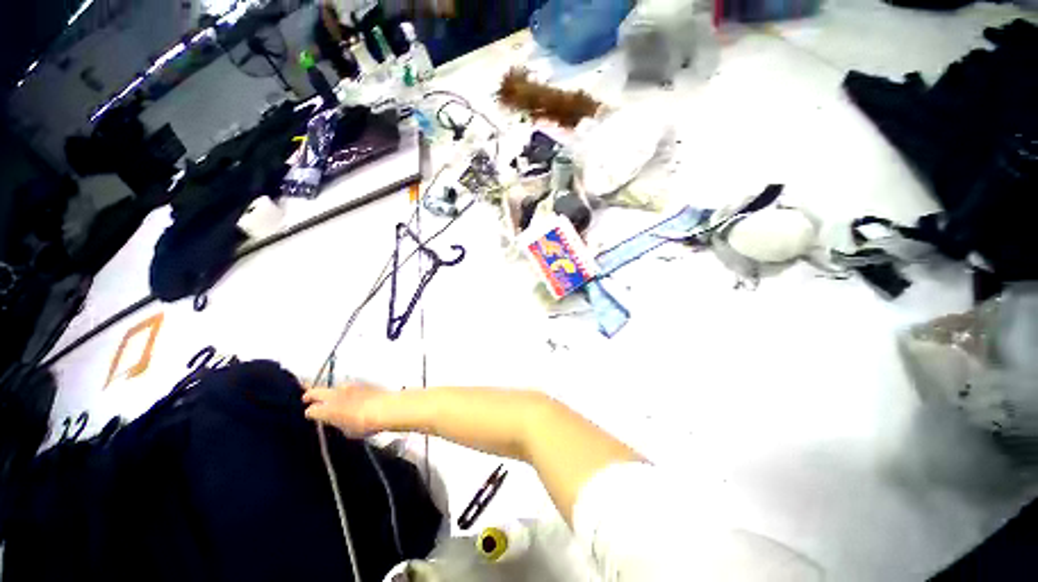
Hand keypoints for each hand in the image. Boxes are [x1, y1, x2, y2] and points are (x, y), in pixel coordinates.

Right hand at [302, 381, 393, 436]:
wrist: (386, 407)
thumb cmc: (365, 424)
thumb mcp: (348, 431)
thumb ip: (339, 424)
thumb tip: (340, 420)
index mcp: (327, 409)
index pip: (311, 410)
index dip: (310, 413)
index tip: (310, 414)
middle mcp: (334, 395)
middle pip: (316, 391)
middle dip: (310, 394)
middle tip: (306, 397)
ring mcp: (349, 386)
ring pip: (334, 387)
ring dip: (331, 391)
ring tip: (332, 396)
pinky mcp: (362, 382)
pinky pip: (349, 386)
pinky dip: (346, 390)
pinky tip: (350, 395)